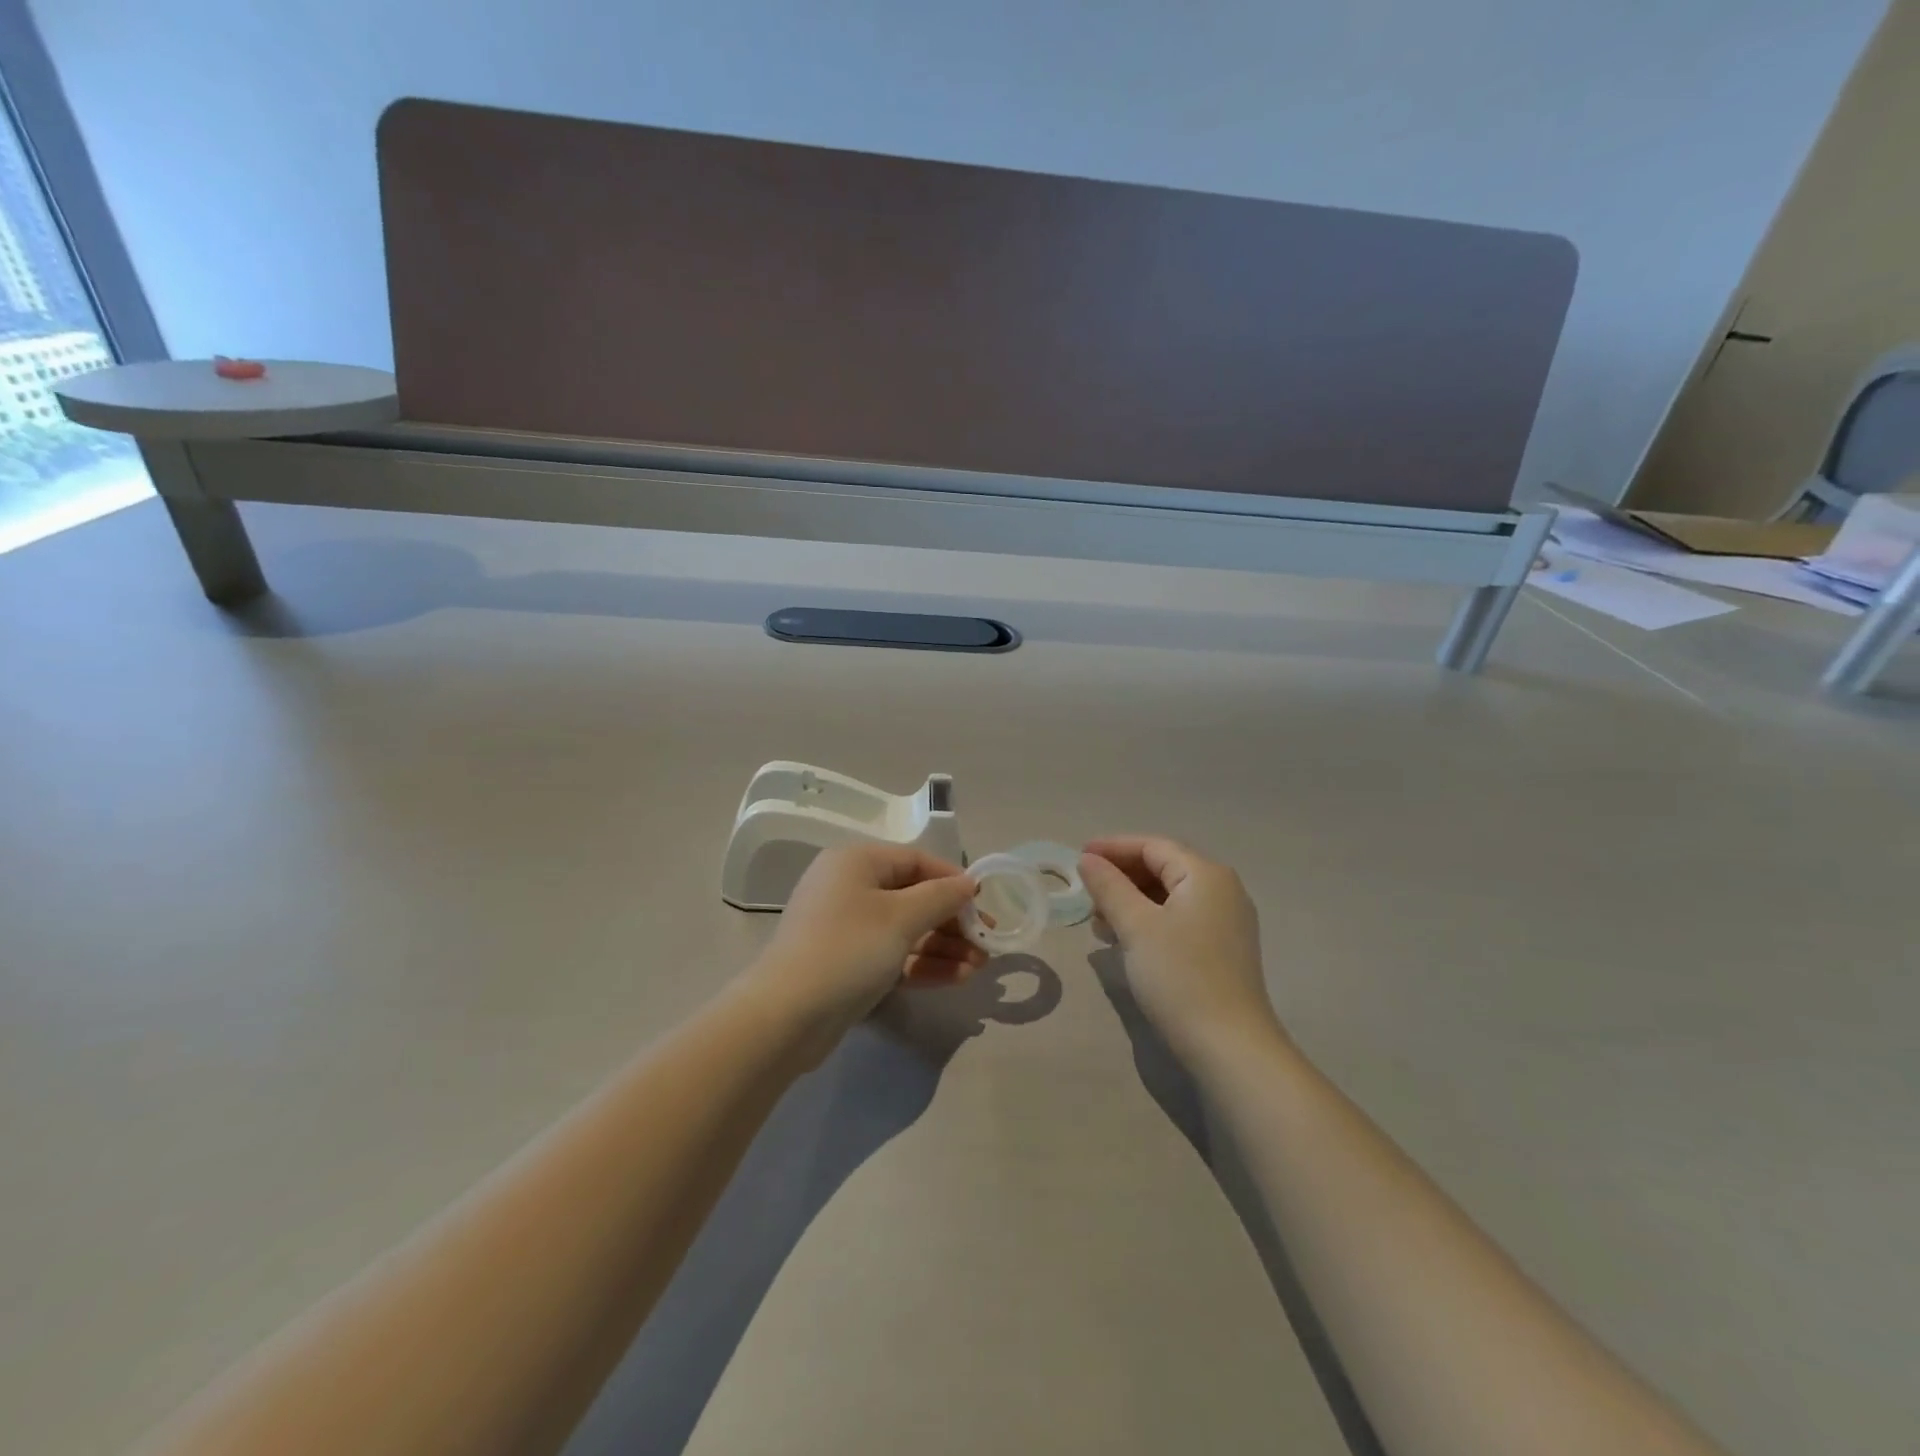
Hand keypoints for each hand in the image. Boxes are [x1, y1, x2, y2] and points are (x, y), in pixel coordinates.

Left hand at [751, 843, 983, 1041]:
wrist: (785, 1017)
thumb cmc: (848, 950)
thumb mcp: (901, 917)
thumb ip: (941, 897)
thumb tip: (969, 883)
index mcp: (856, 862)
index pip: (917, 861)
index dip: (954, 881)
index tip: (984, 905)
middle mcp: (850, 888)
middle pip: (913, 897)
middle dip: (952, 921)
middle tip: (987, 943)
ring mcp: (846, 928)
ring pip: (906, 930)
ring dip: (944, 947)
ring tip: (981, 966)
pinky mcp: (847, 964)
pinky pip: (892, 955)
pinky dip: (923, 964)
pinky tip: (958, 978)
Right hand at [1079, 836, 1285, 1060]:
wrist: (1230, 1047)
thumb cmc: (1180, 976)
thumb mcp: (1136, 926)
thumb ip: (1109, 887)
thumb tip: (1088, 860)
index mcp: (1206, 875)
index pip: (1153, 846)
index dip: (1113, 848)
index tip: (1078, 856)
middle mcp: (1222, 890)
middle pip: (1163, 867)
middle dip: (1121, 876)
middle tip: (1086, 893)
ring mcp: (1226, 921)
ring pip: (1169, 895)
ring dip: (1131, 901)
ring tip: (1099, 922)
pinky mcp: (1222, 949)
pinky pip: (1179, 919)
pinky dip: (1149, 921)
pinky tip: (1124, 940)